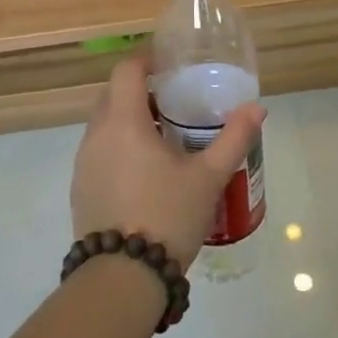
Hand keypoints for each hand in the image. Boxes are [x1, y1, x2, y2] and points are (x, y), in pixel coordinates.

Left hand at [72, 57, 264, 268]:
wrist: (122, 278)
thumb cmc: (167, 216)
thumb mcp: (209, 177)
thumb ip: (234, 138)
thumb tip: (257, 107)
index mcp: (123, 122)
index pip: (126, 70)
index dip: (147, 59)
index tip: (170, 64)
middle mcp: (96, 135)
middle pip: (112, 95)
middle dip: (140, 90)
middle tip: (174, 100)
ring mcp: (83, 164)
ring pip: (103, 124)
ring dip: (128, 119)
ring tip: (163, 136)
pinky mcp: (80, 189)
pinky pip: (98, 151)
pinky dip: (118, 146)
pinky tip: (145, 171)